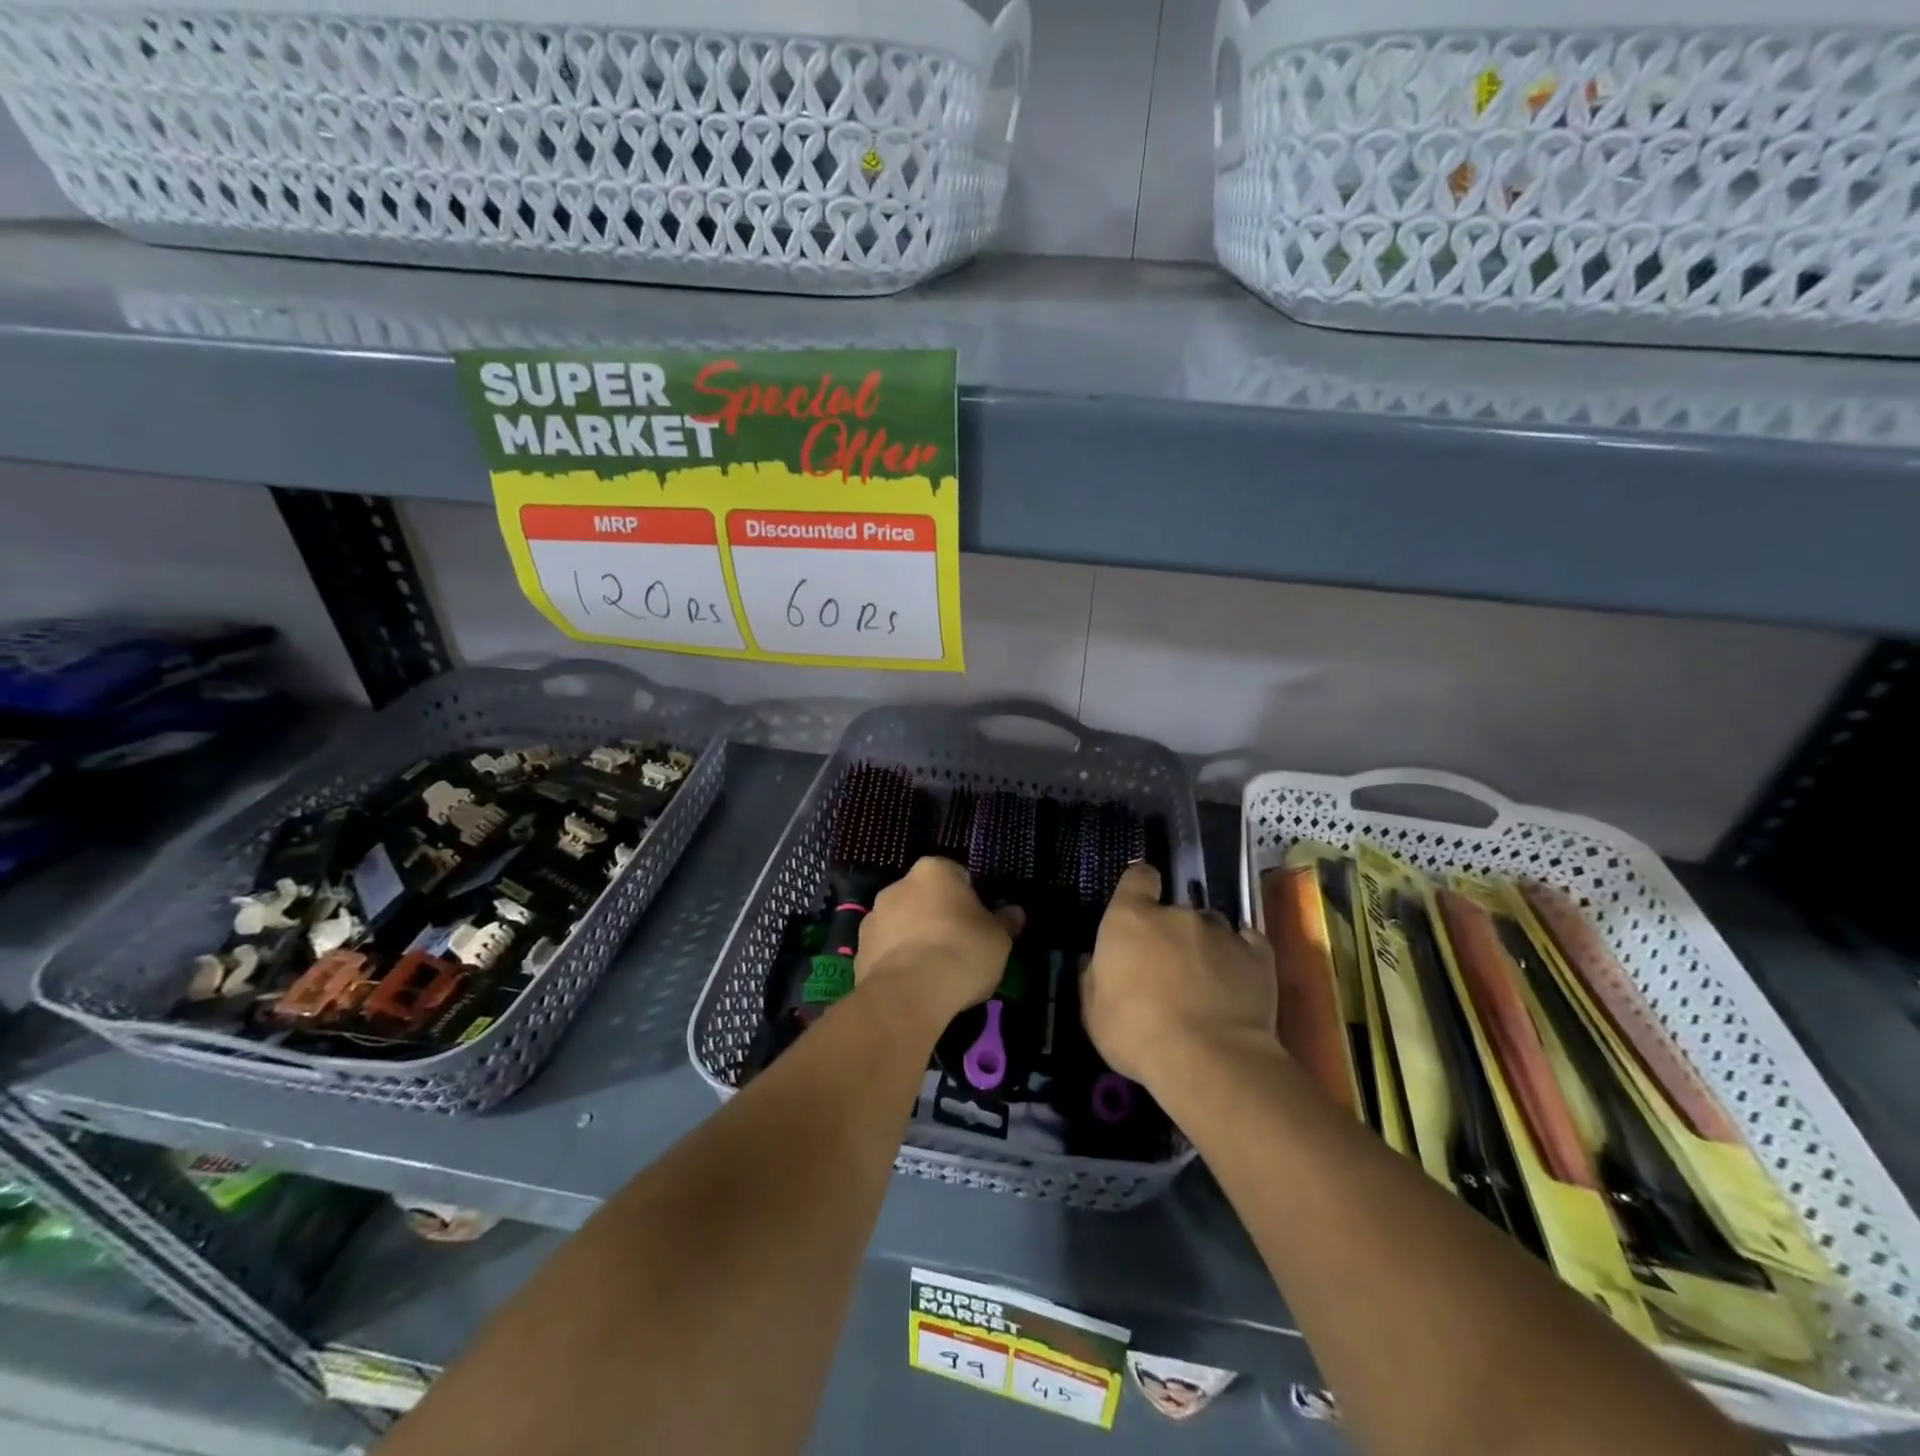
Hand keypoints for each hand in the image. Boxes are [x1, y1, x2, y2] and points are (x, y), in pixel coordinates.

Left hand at [857, 857, 1023, 1022]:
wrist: (909, 993)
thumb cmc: (962, 951)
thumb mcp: (999, 939)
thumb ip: (1006, 922)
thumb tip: (1015, 912)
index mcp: (934, 871)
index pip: (957, 876)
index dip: (970, 901)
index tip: (979, 925)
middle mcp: (898, 885)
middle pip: (925, 898)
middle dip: (938, 917)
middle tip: (959, 947)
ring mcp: (873, 917)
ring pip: (902, 924)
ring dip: (915, 938)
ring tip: (934, 972)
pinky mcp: (858, 950)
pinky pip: (886, 951)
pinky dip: (898, 962)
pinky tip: (914, 985)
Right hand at [1082, 862, 1275, 1088]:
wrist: (1209, 1061)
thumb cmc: (1137, 1034)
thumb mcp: (1094, 1013)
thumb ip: (1095, 977)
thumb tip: (1097, 961)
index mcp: (1130, 919)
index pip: (1137, 878)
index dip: (1139, 886)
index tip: (1139, 904)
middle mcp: (1176, 914)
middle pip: (1174, 910)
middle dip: (1170, 932)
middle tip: (1168, 969)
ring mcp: (1220, 931)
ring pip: (1210, 927)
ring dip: (1204, 945)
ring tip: (1205, 981)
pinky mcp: (1257, 954)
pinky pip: (1247, 944)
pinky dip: (1240, 957)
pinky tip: (1237, 981)